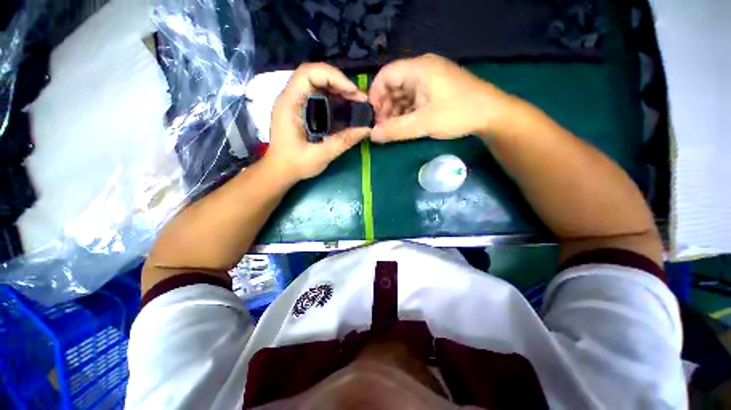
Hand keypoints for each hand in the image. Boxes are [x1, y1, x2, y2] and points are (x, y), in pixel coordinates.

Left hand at [265, 63, 370, 180]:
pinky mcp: (300, 109)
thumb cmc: (295, 164)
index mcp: (289, 104)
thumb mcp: (321, 155)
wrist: (279, 170)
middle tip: (358, 98)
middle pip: (314, 74)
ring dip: (337, 88)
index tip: (352, 93)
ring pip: (317, 82)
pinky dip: (333, 96)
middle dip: (339, 82)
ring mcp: (294, 102)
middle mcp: (290, 97)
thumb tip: (366, 129)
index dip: (333, 77)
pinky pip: (317, 94)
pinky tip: (344, 106)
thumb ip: (343, 141)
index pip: (308, 73)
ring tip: (355, 101)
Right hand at [369, 54, 512, 142]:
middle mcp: (422, 69)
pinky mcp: (435, 90)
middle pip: (393, 85)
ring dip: (395, 111)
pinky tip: (404, 125)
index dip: (375, 95)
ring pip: (403, 94)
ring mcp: (430, 79)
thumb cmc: (457, 113)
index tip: (372, 116)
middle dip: (385, 107)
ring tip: (392, 129)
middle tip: (382, 127)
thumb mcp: (423, 123)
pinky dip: (406, 112)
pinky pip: (414, 98)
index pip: (385, 75)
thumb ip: (395, 130)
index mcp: (418, 69)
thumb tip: (372, 135)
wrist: (491, 114)